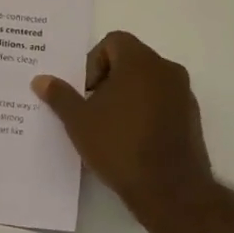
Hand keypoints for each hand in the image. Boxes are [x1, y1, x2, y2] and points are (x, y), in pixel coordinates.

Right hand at [33, 31, 213, 223]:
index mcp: (140, 61)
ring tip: (111, 127)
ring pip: (148, 81)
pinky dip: (147, 111)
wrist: (171, 191)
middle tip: (93, 109)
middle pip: (131, 60)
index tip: (86, 92)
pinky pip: (164, 102)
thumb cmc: (120, 146)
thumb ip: (60, 96)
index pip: (113, 41)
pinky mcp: (193, 118)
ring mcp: (184, 94)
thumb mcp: (79, 121)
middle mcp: (166, 69)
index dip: (93, 62)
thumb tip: (40, 80)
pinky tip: (133, 140)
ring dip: (128, 96)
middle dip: (109, 80)